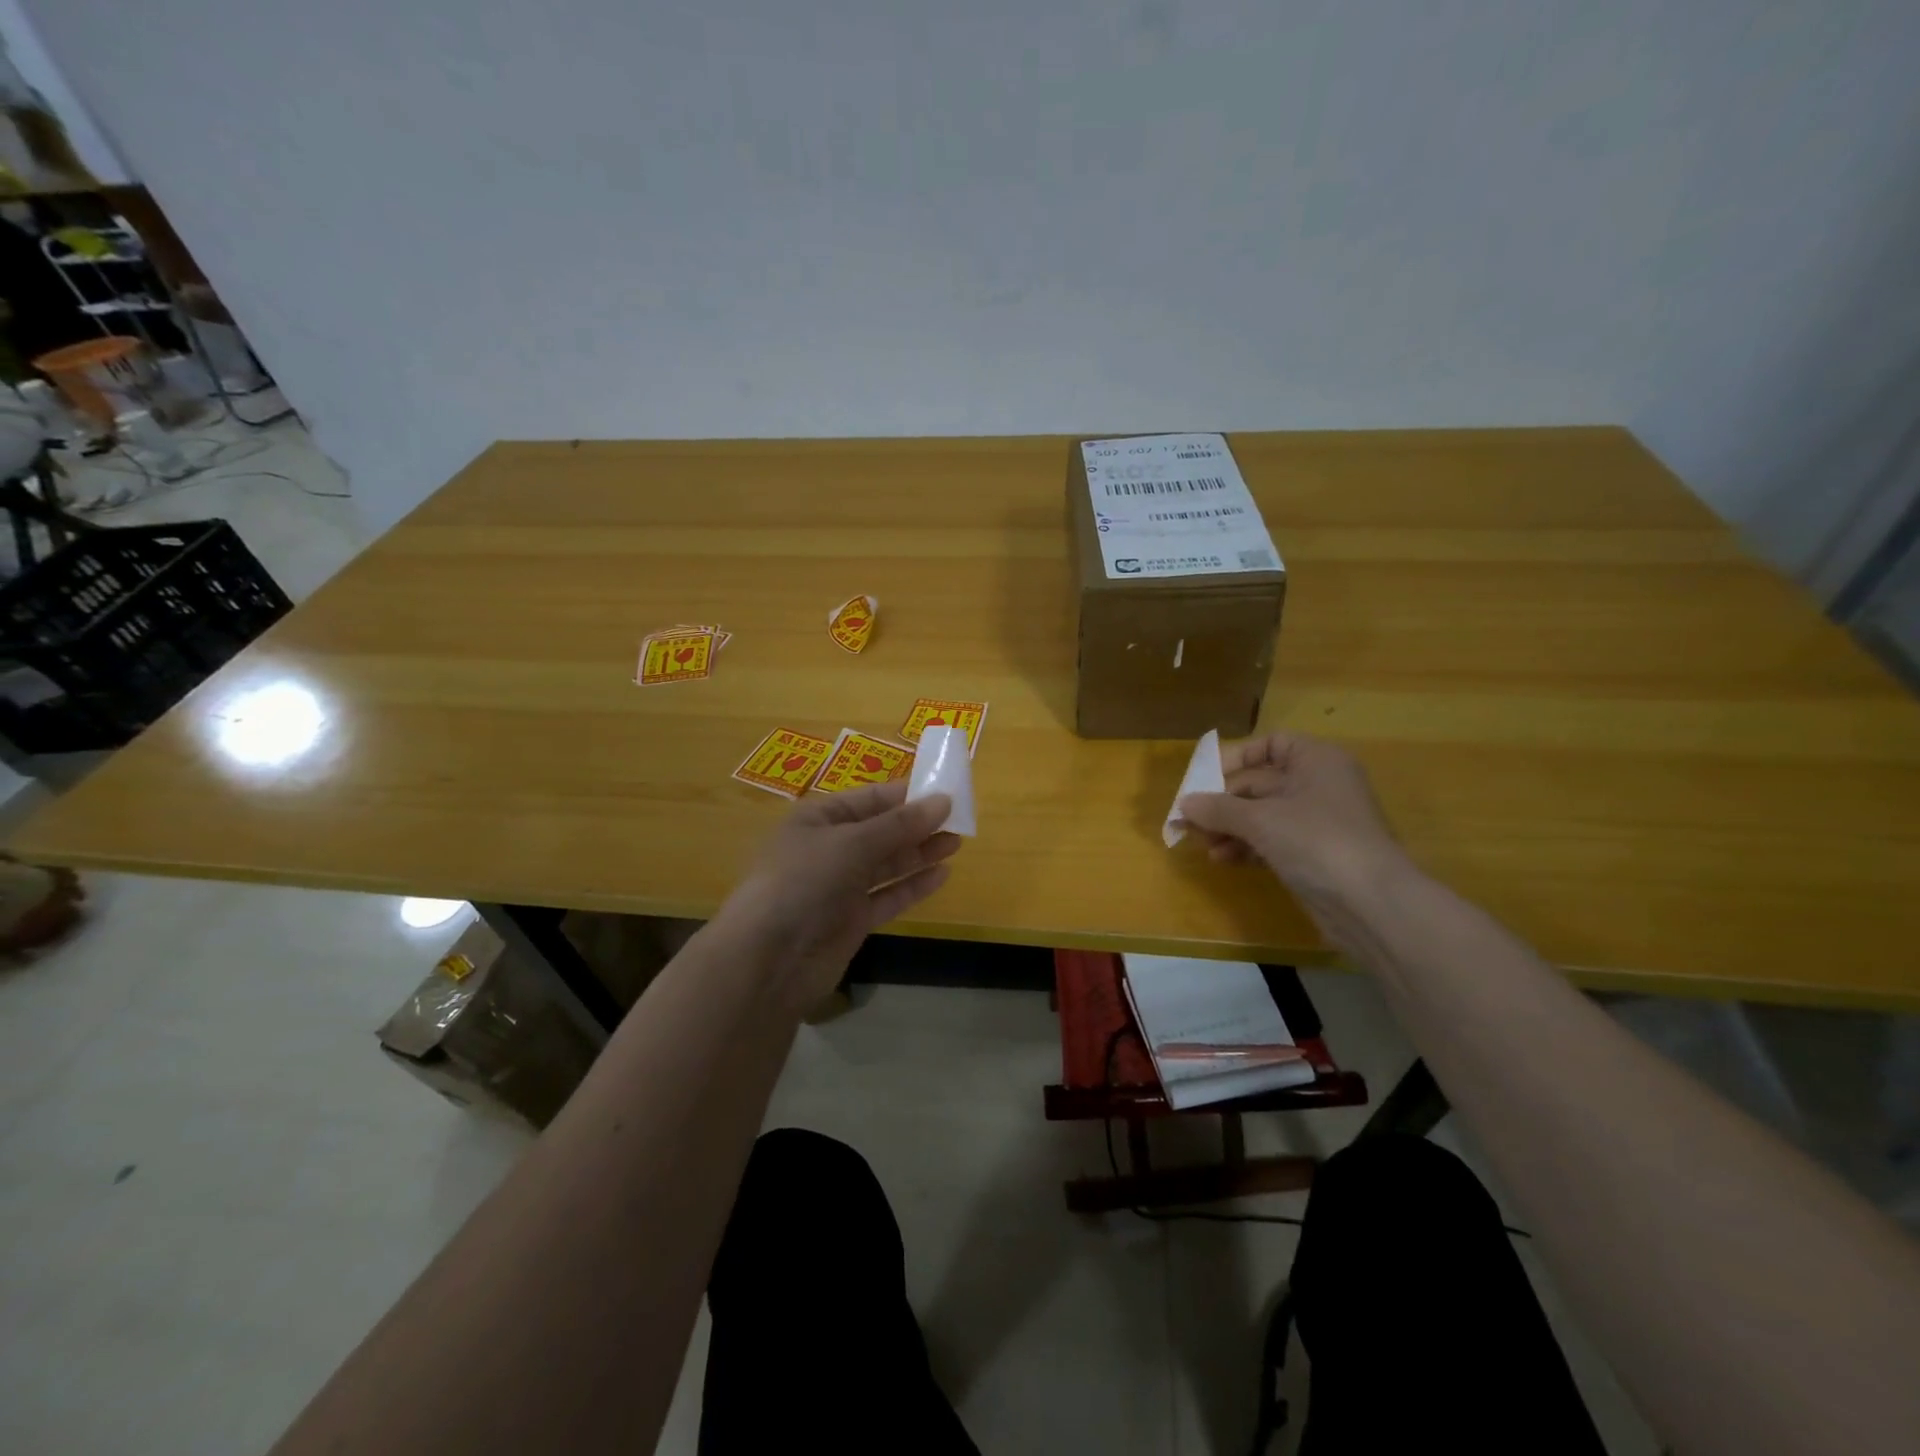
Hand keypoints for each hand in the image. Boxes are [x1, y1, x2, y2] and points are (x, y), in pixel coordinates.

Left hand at [716, 779, 961, 1011]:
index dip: (905, 794)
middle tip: (960, 818)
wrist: (768, 959)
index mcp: (818, 819)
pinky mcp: (850, 920)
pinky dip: (913, 886)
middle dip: (917, 824)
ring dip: (920, 852)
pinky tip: (941, 874)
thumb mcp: (852, 843)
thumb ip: (900, 825)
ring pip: (887, 864)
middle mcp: (829, 849)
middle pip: (881, 830)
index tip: (944, 790)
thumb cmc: (803, 881)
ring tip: (957, 842)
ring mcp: (839, 887)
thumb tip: (943, 801)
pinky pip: (888, 896)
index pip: (868, 798)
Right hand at [1177, 732, 1405, 896]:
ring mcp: (1318, 823)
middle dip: (1223, 802)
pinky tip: (1223, 859)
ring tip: (1204, 845)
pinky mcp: (1314, 855)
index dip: (1238, 757)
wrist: (1371, 904)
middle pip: (1260, 783)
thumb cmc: (1317, 841)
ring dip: (1230, 827)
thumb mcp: (1261, 820)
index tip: (1206, 778)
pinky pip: (1272, 841)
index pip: (1272, 744)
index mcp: (1316, 761)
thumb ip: (1218, 808)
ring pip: (1263, 815)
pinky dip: (1247, 846)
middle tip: (1190, 820)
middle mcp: (1319, 785)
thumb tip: (1183, 804)